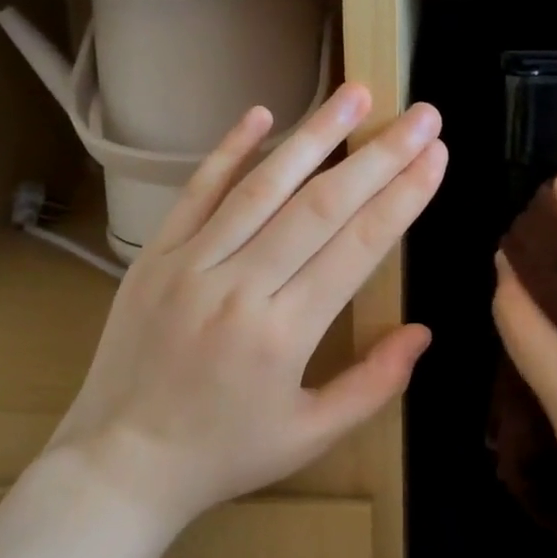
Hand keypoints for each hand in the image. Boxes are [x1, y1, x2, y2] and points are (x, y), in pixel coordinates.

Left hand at [49, 83, 446, 529]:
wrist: (120, 464)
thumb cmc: (223, 455)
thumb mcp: (310, 436)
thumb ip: (373, 385)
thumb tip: (424, 332)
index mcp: (284, 333)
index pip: (357, 246)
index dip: (402, 197)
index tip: (436, 156)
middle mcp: (239, 286)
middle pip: (321, 205)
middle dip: (379, 155)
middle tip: (420, 113)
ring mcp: (190, 264)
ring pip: (263, 186)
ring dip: (314, 134)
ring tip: (355, 93)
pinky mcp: (154, 256)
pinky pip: (195, 193)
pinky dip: (229, 151)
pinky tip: (261, 113)